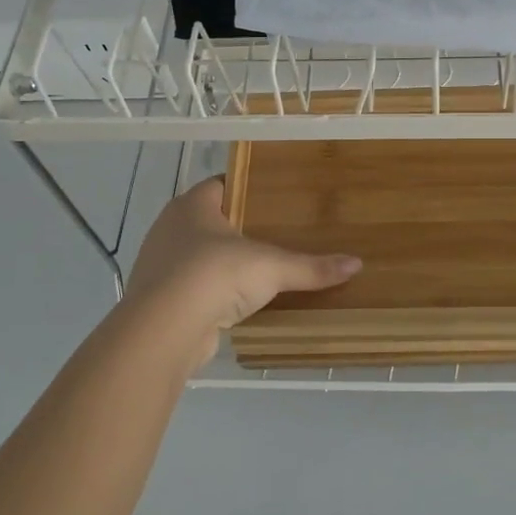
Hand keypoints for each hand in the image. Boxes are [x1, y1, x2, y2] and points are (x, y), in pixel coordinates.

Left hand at [122, 177, 361, 357]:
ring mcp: (159, 263)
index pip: (222, 184)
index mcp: (192, 205)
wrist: (164, 330)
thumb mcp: (272, 267)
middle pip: (210, 220)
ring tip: (260, 268)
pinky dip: (212, 291)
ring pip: (198, 254)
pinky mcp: (158, 298)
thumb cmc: (214, 276)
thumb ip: (311, 266)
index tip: (275, 198)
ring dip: (223, 262)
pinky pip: (192, 286)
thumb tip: (356, 264)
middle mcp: (170, 227)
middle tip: (276, 232)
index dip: (247, 188)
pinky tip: (236, 301)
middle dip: (239, 227)